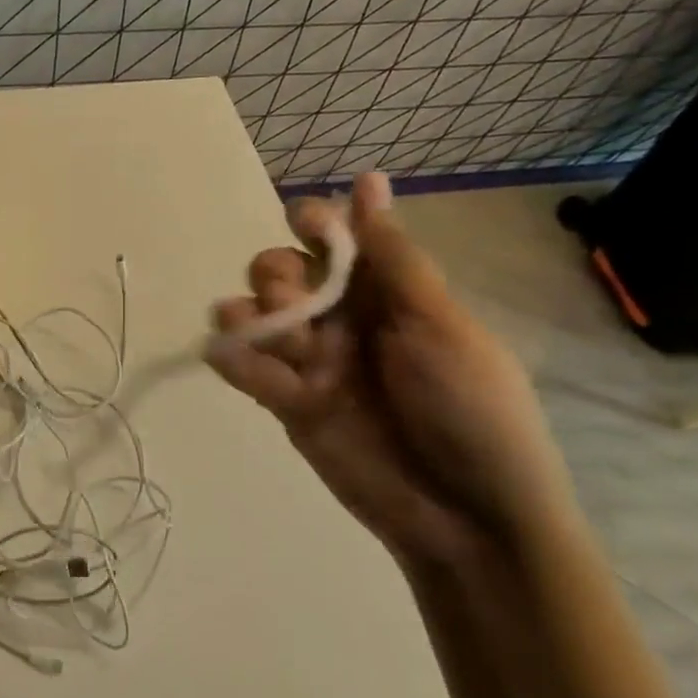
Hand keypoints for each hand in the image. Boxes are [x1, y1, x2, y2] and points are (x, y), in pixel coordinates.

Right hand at [206, 172, 576, 568]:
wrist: (470, 518)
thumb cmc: (471, 409)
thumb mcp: (437, 324)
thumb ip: (391, 256)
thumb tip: (369, 178)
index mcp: (385, 293)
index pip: (333, 239)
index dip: (312, 221)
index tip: (303, 223)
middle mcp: (343, 320)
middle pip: (283, 271)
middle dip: (277, 275)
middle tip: (295, 305)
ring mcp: (313, 363)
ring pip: (255, 316)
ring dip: (248, 313)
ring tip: (263, 334)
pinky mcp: (289, 405)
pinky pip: (246, 369)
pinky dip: (231, 356)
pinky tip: (226, 353)